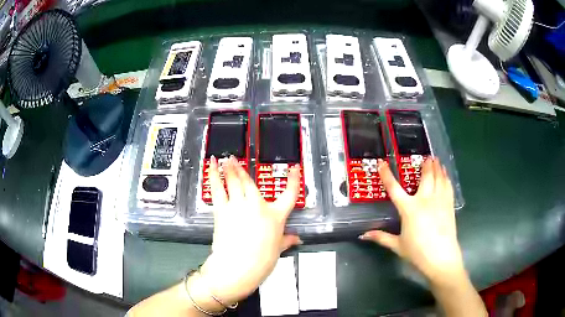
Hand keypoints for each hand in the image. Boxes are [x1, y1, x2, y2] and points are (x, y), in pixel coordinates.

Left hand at [198, 156, 301, 305]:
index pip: (289, 194)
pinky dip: (214, 176)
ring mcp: (238, 206)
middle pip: (251, 182)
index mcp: (275, 216)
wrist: (237, 267)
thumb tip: (297, 239)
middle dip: (242, 169)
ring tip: (226, 159)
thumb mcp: (278, 249)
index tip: (294, 169)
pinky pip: (218, 188)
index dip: (294, 180)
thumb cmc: (261, 261)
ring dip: (229, 169)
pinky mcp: (222, 210)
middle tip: (236, 159)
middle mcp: (257, 206)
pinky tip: (212, 166)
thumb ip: (287, 240)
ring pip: (234, 181)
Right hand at [360, 158, 464, 284]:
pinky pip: (448, 186)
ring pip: (438, 178)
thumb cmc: (417, 252)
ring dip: (437, 167)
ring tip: (436, 159)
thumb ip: (381, 237)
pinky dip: (446, 178)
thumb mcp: (397, 245)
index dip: (386, 175)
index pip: (394, 188)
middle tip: (426, 156)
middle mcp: (425, 200)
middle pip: (425, 176)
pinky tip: (445, 175)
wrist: (441, 258)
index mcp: (409, 209)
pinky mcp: (449, 205)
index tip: (381, 163)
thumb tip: (363, 235)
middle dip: (425, 165)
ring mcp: (439, 201)